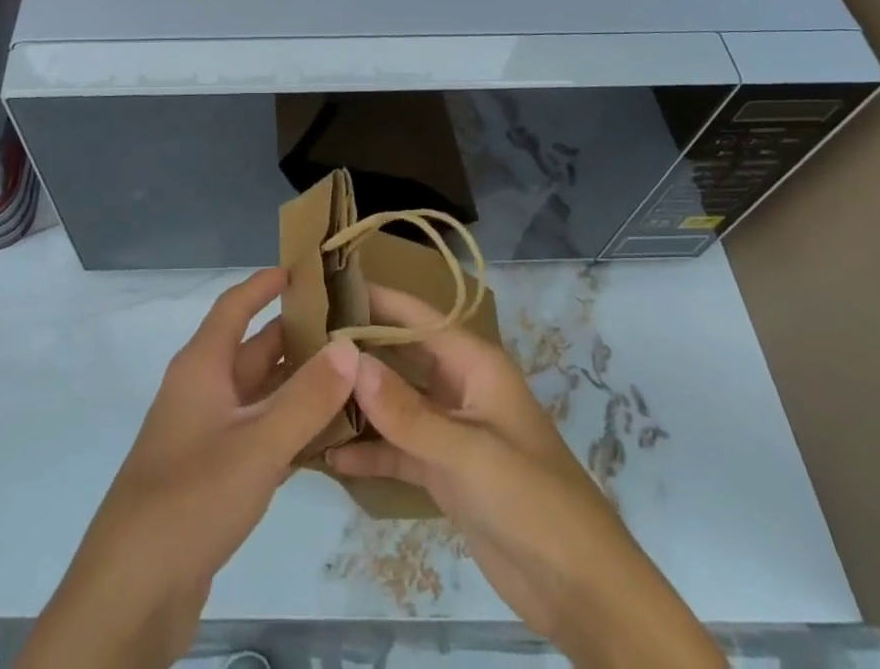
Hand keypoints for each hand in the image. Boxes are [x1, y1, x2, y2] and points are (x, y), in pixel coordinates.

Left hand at [20, 268, 358, 668]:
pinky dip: (288, 429)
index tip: (302, 269)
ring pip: (258, 395)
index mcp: (201, 366)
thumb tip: (349, 347)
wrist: (132, 590)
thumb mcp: (258, 444)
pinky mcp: (211, 476)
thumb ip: (307, 397)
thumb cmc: (192, 496)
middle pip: (252, 350)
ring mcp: (204, 435)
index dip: (264, 285)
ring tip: (349, 378)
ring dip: (297, 386)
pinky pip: (256, 435)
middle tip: (349, 330)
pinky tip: (325, 438)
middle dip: (296, 337)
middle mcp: (201, 391)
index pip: (234, 307)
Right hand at [329, 286, 721, 668]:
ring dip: (355, 404)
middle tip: (296, 343)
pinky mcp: (443, 471)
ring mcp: (449, 430)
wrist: (582, 591)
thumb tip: (348, 360)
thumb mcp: (468, 453)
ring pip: (392, 404)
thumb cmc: (533, 500)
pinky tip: (326, 456)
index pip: (415, 316)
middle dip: (355, 351)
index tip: (323, 288)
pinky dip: (368, 452)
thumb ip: (406, 411)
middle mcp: (457, 386)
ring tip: (301, 395)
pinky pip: (397, 449)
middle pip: (398, 356)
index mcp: (473, 363)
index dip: (374, 298)